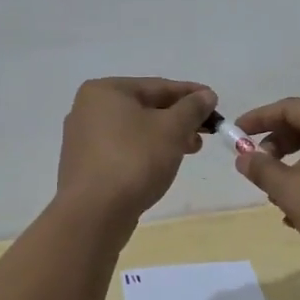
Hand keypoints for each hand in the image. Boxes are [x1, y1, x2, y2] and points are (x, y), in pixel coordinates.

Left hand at [56, 77, 216, 220]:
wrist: (94, 214)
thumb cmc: (134, 160)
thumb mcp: (172, 129)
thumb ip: (192, 108)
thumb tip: (206, 95)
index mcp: (105, 91)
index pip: (158, 86)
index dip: (191, 94)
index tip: (215, 102)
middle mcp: (89, 109)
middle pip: (145, 107)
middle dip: (179, 118)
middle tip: (206, 131)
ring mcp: (83, 139)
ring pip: (135, 130)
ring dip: (166, 136)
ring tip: (191, 149)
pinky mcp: (86, 165)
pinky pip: (123, 149)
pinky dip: (146, 151)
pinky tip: (163, 164)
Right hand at [232, 98, 299, 281]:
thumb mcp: (294, 193)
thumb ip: (264, 170)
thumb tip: (244, 156)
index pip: (290, 108)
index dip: (258, 119)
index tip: (234, 135)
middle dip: (276, 146)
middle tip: (256, 169)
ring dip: (293, 169)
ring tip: (277, 198)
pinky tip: (299, 214)